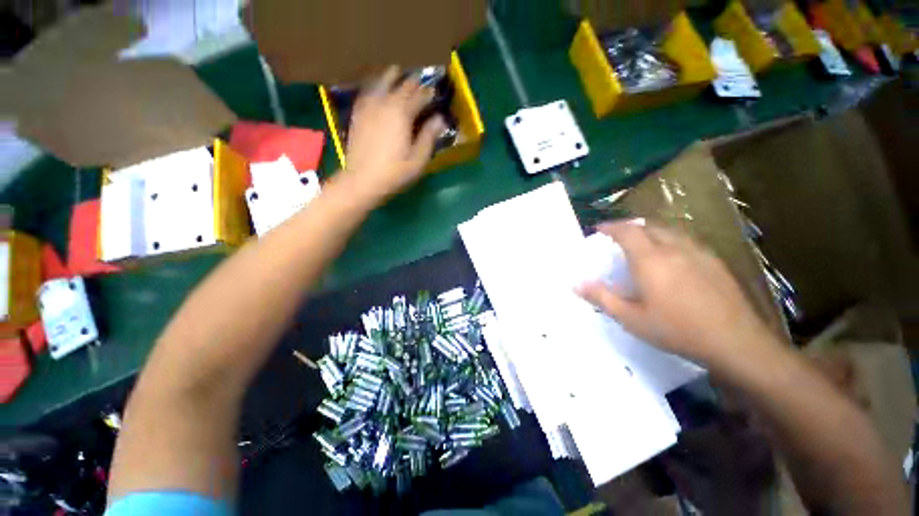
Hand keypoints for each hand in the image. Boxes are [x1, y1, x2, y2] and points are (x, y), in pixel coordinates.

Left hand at [339, 66, 445, 204]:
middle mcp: (385, 103)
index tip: (435, 92)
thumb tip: (440, 119)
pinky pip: (368, 90)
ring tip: (398, 72)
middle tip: (420, 81)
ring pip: (381, 81)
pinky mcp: (358, 113)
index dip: (428, 93)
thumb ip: (429, 136)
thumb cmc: (395, 172)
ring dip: (392, 75)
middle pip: (401, 84)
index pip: (419, 95)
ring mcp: (368, 106)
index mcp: (402, 113)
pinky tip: (378, 87)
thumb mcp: (418, 159)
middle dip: (413, 81)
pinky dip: (375, 84)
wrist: (363, 180)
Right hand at [577, 222, 775, 367]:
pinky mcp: (714, 261)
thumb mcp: (631, 318)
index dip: (611, 227)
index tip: (599, 228)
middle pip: (648, 226)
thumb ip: (601, 297)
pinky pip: (686, 240)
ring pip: (669, 231)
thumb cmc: (677, 329)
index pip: (627, 231)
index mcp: (650, 259)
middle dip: (629, 227)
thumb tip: (576, 284)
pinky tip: (672, 257)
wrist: (735, 341)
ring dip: (650, 231)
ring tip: (641, 243)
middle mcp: (674, 248)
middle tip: (617, 236)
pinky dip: (670, 240)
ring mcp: (698, 252)